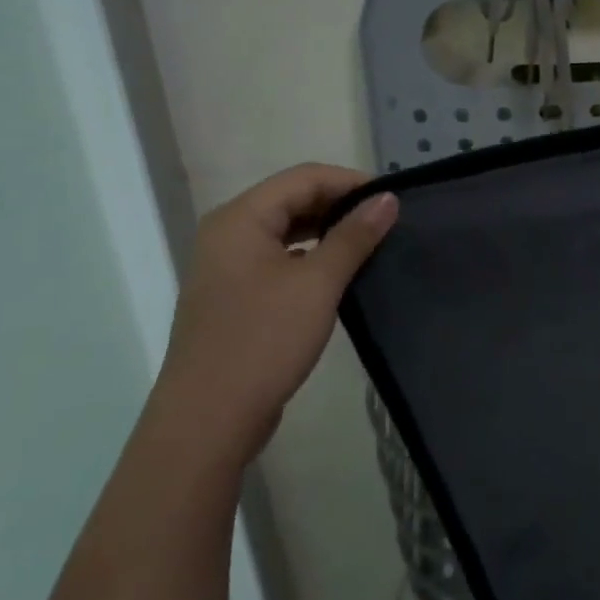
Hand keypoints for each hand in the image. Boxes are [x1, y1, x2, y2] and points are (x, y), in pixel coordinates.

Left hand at [157, 164, 398, 463]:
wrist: (207, 422)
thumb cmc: (263, 341)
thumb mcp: (318, 283)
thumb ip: (354, 235)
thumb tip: (388, 198)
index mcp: (240, 218)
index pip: (304, 177)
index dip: (351, 182)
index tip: (392, 199)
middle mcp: (227, 233)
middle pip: (292, 199)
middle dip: (340, 205)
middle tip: (386, 221)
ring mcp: (227, 267)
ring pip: (285, 230)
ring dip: (327, 231)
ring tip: (369, 244)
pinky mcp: (234, 296)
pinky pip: (277, 258)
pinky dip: (310, 256)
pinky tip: (338, 274)